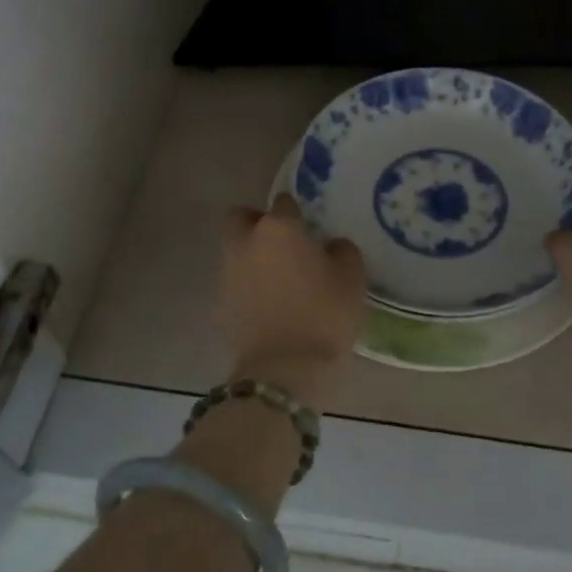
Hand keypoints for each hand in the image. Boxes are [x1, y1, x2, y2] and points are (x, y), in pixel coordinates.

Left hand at [217, 194, 365, 396]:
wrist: (284, 369)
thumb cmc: (324, 315)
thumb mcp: (352, 278)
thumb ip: (342, 251)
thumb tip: (331, 246)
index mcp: (279, 229)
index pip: (284, 202)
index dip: (297, 212)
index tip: (309, 225)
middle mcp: (246, 243)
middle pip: (242, 218)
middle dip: (257, 223)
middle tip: (282, 242)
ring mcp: (227, 274)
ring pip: (235, 251)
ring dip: (251, 257)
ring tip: (277, 279)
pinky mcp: (219, 306)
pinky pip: (233, 285)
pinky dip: (246, 289)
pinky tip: (266, 306)